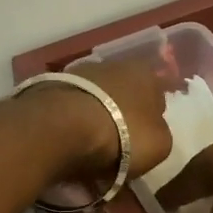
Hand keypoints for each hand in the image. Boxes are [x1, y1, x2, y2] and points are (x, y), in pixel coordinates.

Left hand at [33, 59, 173, 186]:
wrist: (64, 127)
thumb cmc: (123, 134)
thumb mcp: (161, 145)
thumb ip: (160, 134)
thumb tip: (150, 133)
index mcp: (146, 73)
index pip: (157, 95)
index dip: (152, 119)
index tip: (144, 140)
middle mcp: (114, 64)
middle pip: (124, 95)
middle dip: (122, 117)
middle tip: (118, 146)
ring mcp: (80, 73)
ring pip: (96, 100)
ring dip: (96, 119)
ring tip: (90, 148)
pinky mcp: (52, 86)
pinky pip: (71, 109)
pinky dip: (73, 124)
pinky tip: (70, 143)